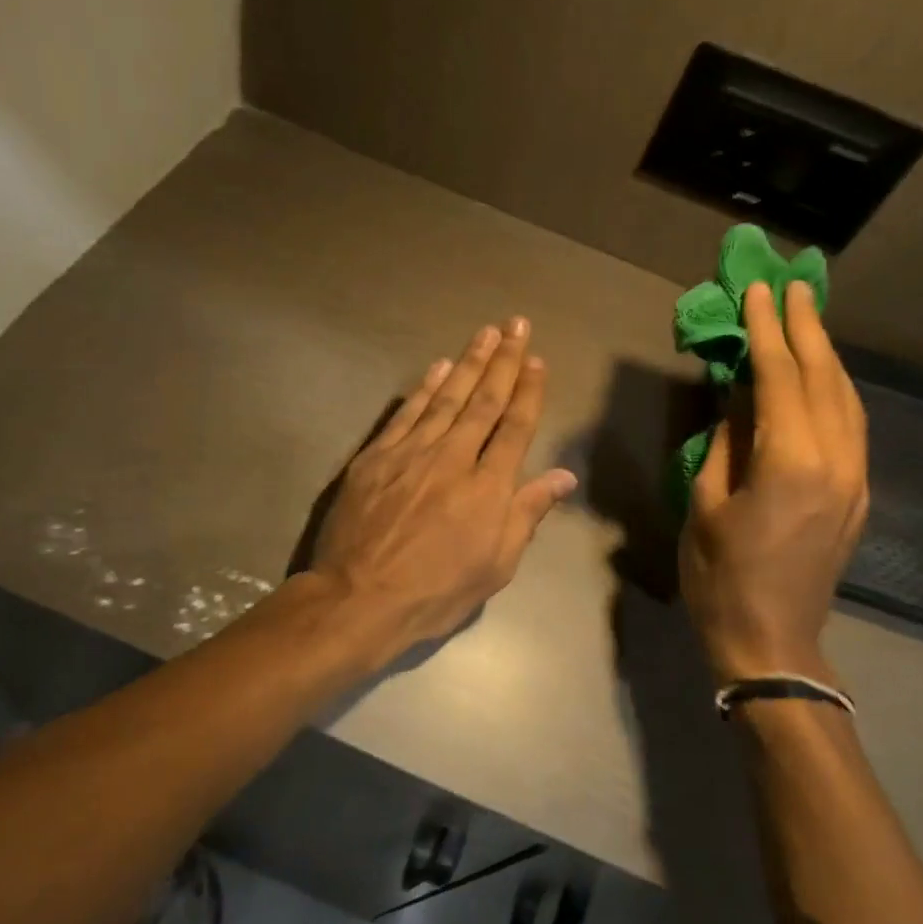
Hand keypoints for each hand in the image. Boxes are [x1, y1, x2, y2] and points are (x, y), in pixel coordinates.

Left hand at [311, 317, 578, 657]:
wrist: (359, 598)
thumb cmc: (435, 592)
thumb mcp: (495, 566)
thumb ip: (527, 514)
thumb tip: (563, 477)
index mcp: (487, 487)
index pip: (515, 427)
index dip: (528, 391)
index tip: (537, 361)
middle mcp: (453, 457)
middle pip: (483, 401)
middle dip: (503, 361)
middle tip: (516, 325)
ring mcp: (411, 452)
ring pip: (446, 397)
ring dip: (468, 363)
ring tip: (485, 333)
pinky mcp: (376, 456)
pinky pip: (406, 413)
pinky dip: (423, 387)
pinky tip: (438, 366)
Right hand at [680, 280, 868, 685]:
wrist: (771, 639)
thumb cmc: (720, 574)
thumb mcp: (706, 502)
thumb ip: (728, 442)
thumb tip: (739, 397)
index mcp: (791, 462)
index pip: (780, 378)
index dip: (767, 331)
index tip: (758, 291)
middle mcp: (836, 461)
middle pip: (825, 379)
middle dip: (807, 328)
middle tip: (792, 286)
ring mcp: (855, 478)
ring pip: (848, 400)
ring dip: (826, 355)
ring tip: (807, 319)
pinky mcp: (858, 495)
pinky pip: (852, 426)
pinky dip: (836, 390)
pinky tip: (820, 377)